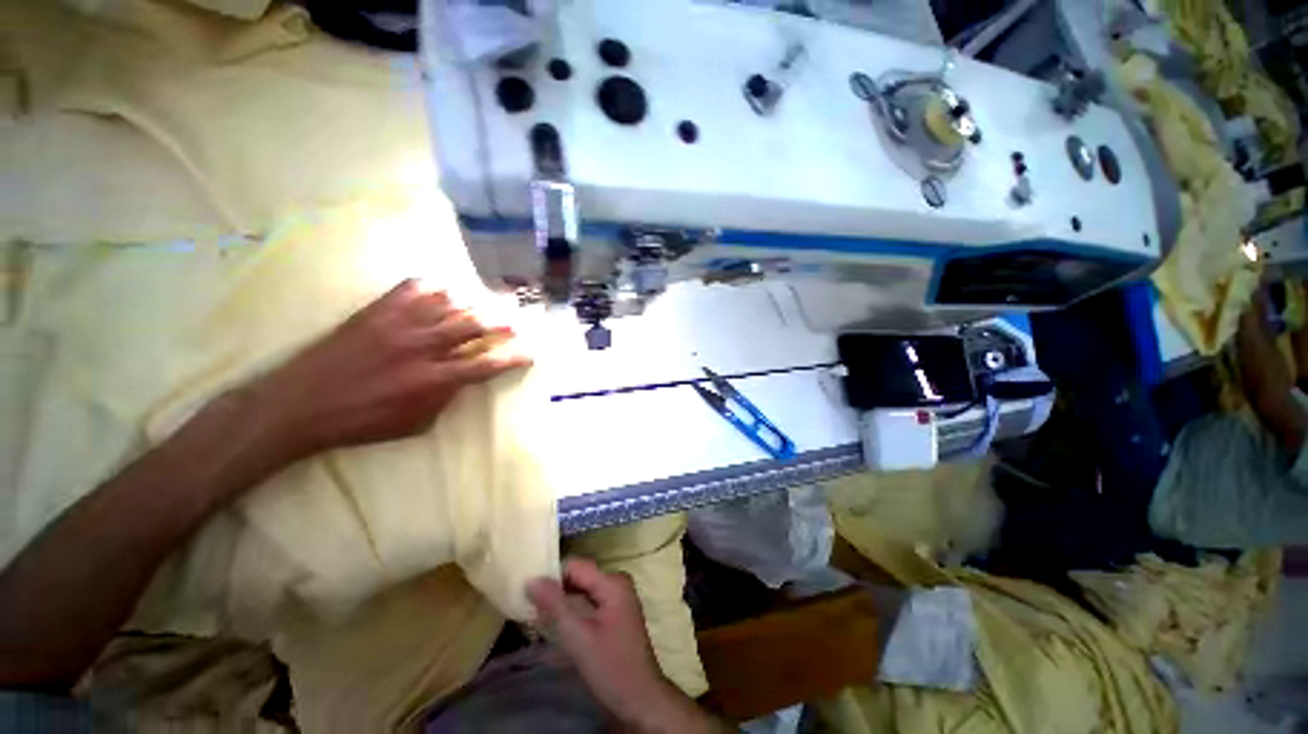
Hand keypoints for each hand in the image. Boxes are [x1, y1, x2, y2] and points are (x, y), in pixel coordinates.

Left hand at [250, 280, 531, 461]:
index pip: (486, 364)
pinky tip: (441, 292)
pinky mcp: (376, 311)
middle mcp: (423, 348)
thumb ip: (447, 399)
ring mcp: (399, 325)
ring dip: (471, 304)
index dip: (513, 357)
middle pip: (474, 326)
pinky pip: (413, 288)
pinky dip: (434, 288)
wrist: (300, 405)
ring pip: (448, 303)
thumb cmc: (362, 422)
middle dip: (501, 323)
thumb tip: (464, 379)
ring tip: (480, 306)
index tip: (529, 353)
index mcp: (434, 380)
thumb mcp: (416, 424)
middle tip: (514, 322)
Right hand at [528, 558, 715, 732]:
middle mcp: (616, 582)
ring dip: (561, 603)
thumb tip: (532, 579)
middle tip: (530, 609)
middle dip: (555, 591)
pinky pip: (588, 602)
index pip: (575, 566)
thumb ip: (555, 606)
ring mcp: (617, 598)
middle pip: (578, 577)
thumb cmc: (610, 666)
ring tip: (537, 618)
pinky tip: (555, 626)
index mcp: (612, 582)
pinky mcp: (614, 614)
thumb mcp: (578, 637)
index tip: (528, 594)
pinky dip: (572, 612)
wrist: (640, 699)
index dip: (551, 576)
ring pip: (582, 591)